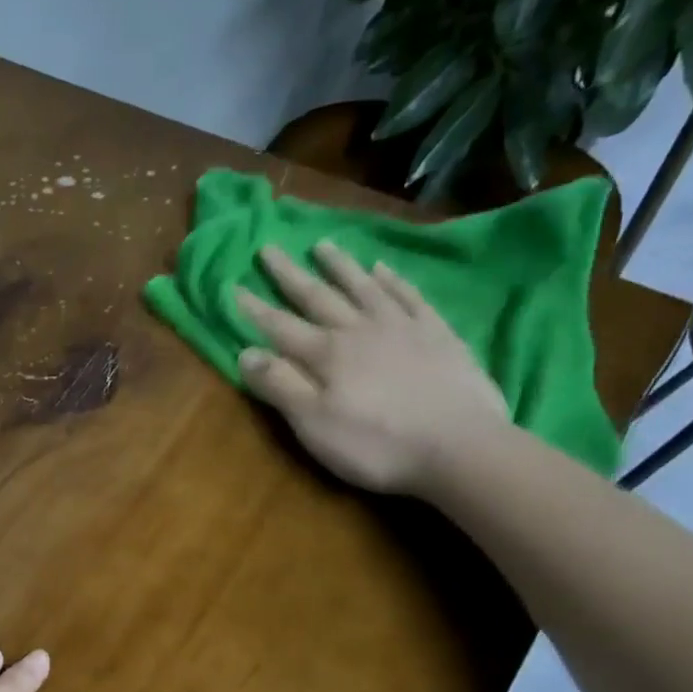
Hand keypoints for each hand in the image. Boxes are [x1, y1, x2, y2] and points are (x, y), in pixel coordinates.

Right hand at [235, 243, 508, 494]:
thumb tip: (245, 353)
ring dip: (340, 266)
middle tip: (269, 248)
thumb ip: (280, 386)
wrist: (459, 446)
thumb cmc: (376, 444)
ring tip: (322, 245)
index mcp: (326, 355)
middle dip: (290, 275)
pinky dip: (392, 280)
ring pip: (363, 287)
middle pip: (318, 297)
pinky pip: (409, 296)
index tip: (232, 286)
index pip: (280, 327)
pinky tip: (382, 269)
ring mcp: (401, 327)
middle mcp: (359, 330)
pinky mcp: (437, 334)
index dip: (254, 309)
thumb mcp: (313, 424)